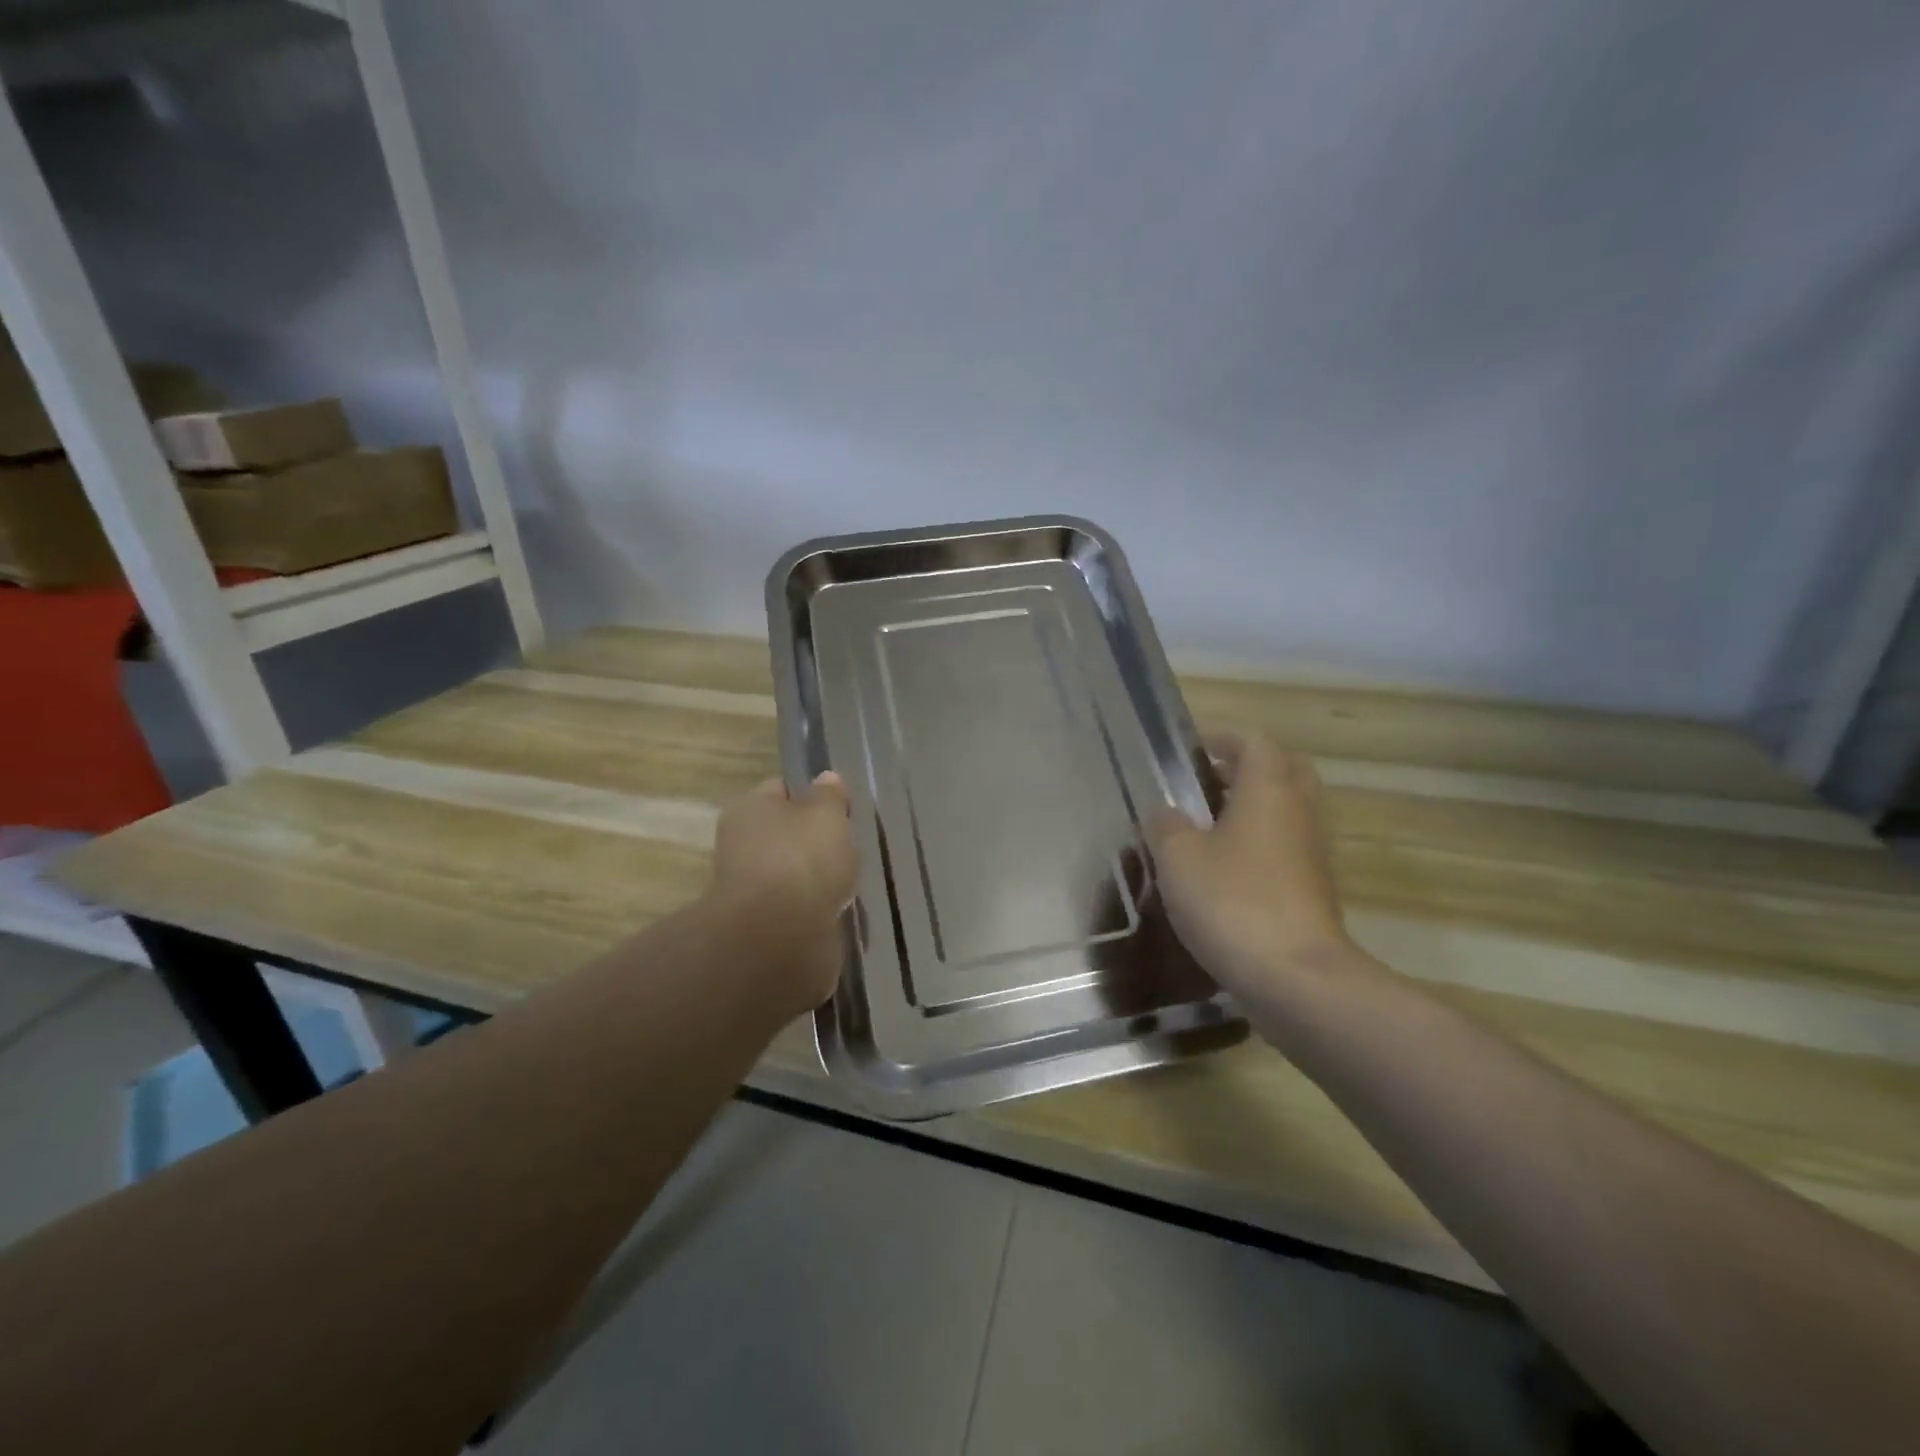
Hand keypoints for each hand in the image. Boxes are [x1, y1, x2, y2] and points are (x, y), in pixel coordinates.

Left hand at [707, 772, 858, 1012]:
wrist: (780, 937)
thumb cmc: (803, 859)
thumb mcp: (827, 813)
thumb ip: (829, 795)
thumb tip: (826, 780)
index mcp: (748, 808)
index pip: (781, 791)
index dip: (812, 797)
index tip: (841, 809)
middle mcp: (740, 844)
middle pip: (786, 834)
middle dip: (815, 842)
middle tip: (849, 847)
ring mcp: (749, 888)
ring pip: (793, 873)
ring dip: (816, 879)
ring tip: (848, 882)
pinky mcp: (763, 925)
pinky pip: (797, 908)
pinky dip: (815, 909)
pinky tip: (836, 910)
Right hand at [1148, 733, 1352, 997]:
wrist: (1297, 979)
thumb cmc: (1232, 903)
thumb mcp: (1179, 859)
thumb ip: (1166, 826)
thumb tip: (1166, 812)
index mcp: (1268, 791)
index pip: (1254, 742)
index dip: (1223, 738)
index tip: (1191, 750)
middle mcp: (1299, 813)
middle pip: (1284, 771)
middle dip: (1247, 769)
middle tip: (1207, 783)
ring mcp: (1313, 854)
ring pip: (1287, 812)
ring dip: (1253, 810)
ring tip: (1206, 829)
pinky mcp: (1314, 891)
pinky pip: (1287, 849)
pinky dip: (1260, 846)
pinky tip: (1224, 872)